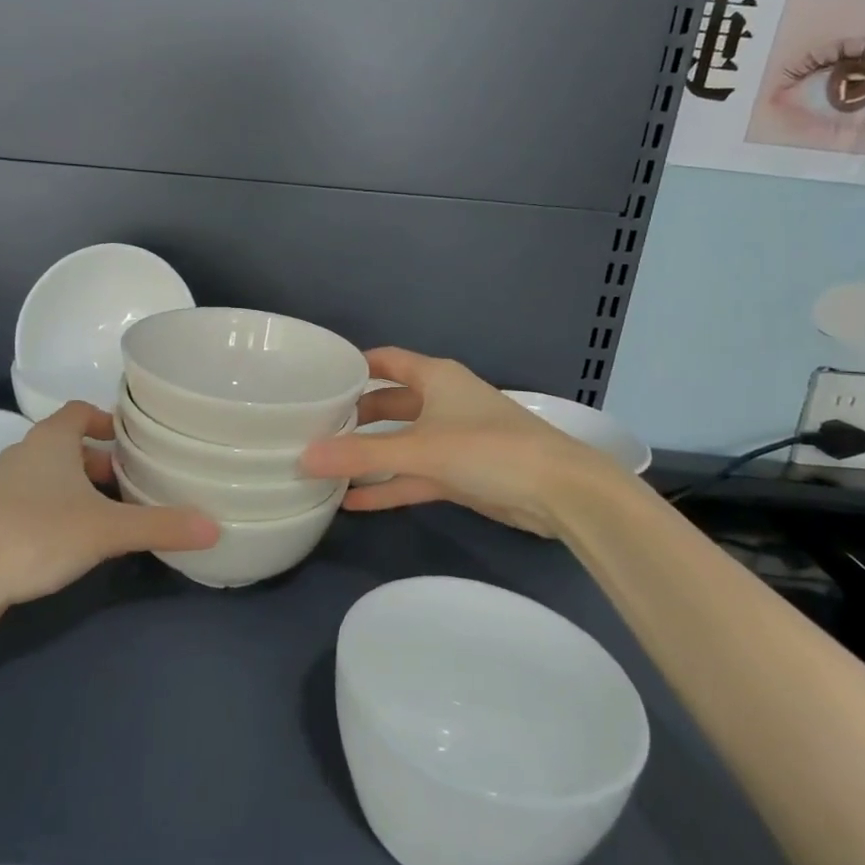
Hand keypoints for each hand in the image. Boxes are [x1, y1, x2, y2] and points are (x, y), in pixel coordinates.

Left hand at [0, 401, 218, 605]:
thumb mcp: (108, 529)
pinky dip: (62, 507)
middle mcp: (26, 452)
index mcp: (50, 438)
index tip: (136, 441)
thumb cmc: (39, 534)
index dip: (109, 420)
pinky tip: (81, 538)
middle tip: (137, 482)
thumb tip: (214, 527)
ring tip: (117, 512)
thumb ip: (161, 525)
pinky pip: (38, 498)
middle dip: (105, 461)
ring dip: (83, 487)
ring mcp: (6, 484)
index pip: (82, 410)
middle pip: (72, 444)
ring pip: (55, 474)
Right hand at [300, 348, 640, 539]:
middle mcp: (441, 401)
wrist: (561, 493)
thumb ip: (361, 456)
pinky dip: (388, 486)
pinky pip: (414, 475)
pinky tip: (354, 503)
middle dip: (354, 416)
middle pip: (388, 402)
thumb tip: (303, 458)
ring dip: (369, 455)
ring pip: (400, 442)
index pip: (385, 361)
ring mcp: (451, 439)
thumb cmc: (489, 449)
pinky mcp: (460, 474)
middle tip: (312, 427)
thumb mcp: (420, 449)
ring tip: (325, 465)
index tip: (315, 378)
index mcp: (435, 377)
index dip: (353, 366)